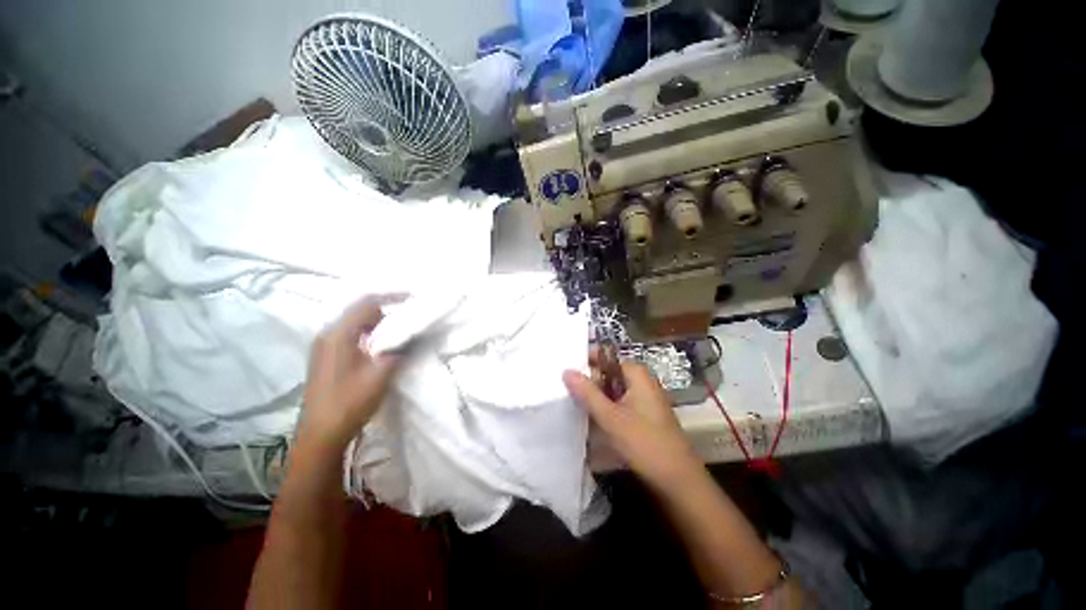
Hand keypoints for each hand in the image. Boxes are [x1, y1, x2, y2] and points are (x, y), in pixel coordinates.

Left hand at [300, 296, 402, 447]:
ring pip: (357, 323)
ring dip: (379, 323)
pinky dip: (370, 333)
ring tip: (401, 330)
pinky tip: (383, 345)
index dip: (392, 297)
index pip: (367, 303)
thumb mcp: (381, 374)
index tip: (414, 298)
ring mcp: (325, 346)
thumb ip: (399, 349)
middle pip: (361, 311)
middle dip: (387, 310)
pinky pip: (352, 335)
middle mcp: (328, 335)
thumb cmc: (349, 403)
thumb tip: (414, 334)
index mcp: (338, 335)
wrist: (320, 435)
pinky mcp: (327, 357)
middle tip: (411, 316)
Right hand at [563, 358, 701, 491]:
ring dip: (595, 396)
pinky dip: (605, 408)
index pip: (606, 357)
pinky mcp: (643, 415)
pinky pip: (618, 403)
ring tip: (571, 401)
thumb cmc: (644, 443)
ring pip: (612, 390)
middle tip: (564, 389)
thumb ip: (587, 393)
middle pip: (608, 373)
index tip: (565, 370)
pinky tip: (589, 417)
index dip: (586, 362)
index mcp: (637, 374)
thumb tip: (566, 370)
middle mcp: (641, 382)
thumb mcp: (610, 417)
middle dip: (588, 381)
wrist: (678, 481)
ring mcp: (643, 399)